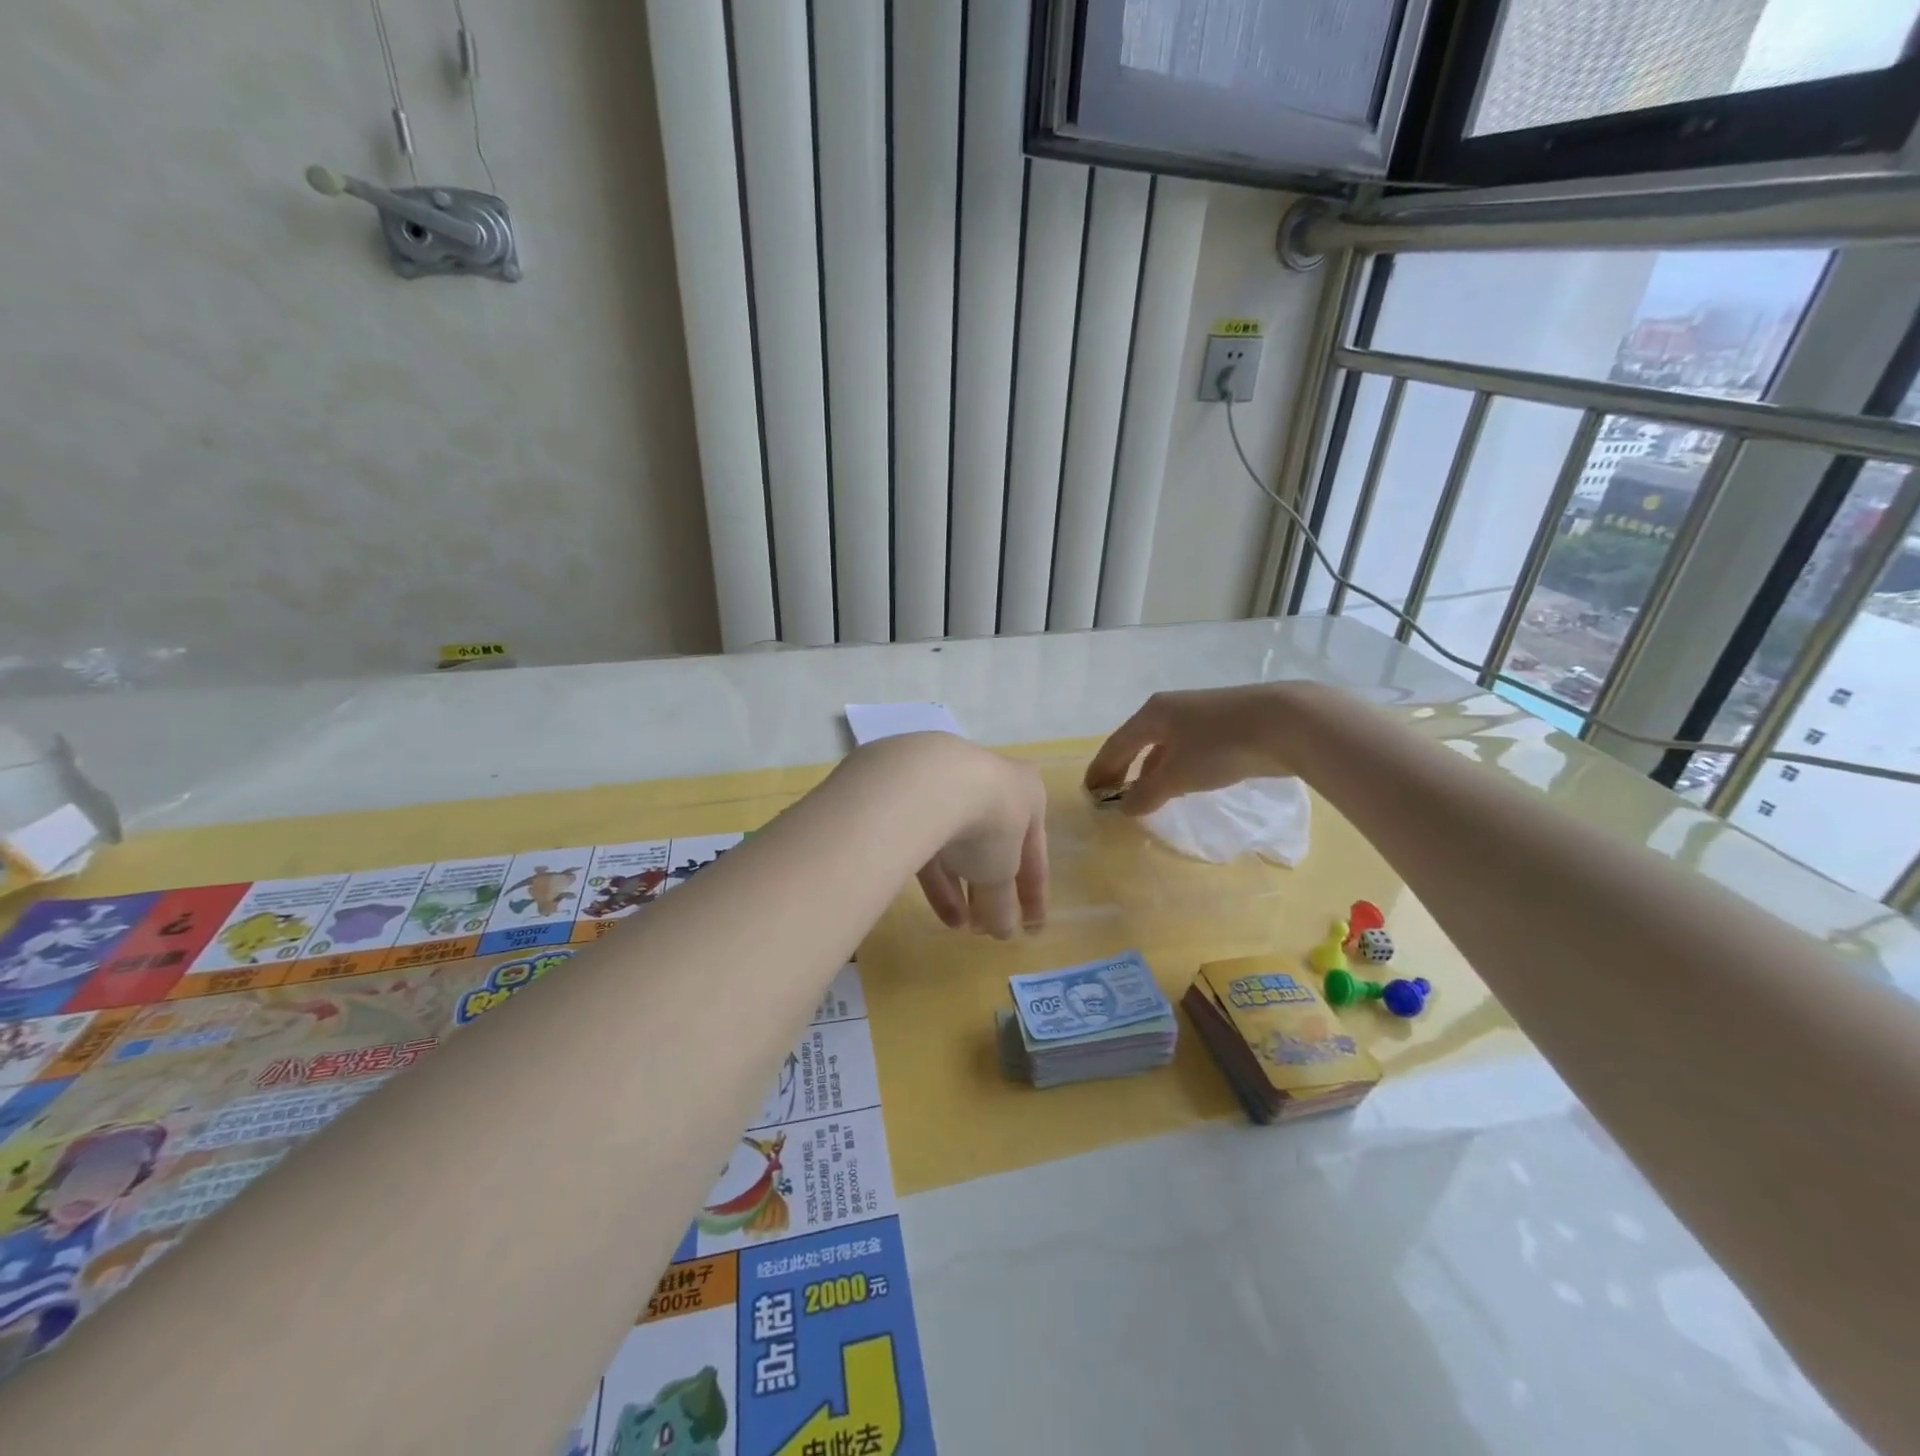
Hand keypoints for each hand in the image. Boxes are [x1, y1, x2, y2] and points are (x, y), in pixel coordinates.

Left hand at [907, 740, 1048, 938]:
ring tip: (963, 928)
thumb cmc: (988, 824)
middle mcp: (991, 785)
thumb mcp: (1001, 873)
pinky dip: (938, 876)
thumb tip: (1004, 931)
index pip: (1035, 853)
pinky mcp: (914, 798)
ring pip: (960, 845)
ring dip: (964, 888)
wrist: (930, 784)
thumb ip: (1003, 903)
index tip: (1032, 930)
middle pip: (994, 846)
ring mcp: (949, 787)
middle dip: (991, 891)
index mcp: (1028, 795)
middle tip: (988, 928)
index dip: (1034, 895)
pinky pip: (931, 841)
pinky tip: (941, 910)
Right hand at [1083, 686, 1293, 815]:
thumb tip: (1125, 807)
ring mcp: (1198, 715)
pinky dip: (1173, 767)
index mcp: (1152, 714)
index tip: (1089, 792)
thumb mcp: (1178, 775)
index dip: (1100, 770)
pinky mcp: (1223, 725)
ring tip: (1144, 795)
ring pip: (1163, 746)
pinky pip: (1185, 749)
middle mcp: (1170, 710)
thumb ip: (1147, 793)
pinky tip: (1179, 784)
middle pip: (1137, 742)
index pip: (1116, 745)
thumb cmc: (1220, 747)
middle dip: (1122, 769)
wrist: (1285, 723)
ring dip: (1149, 770)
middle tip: (1111, 794)